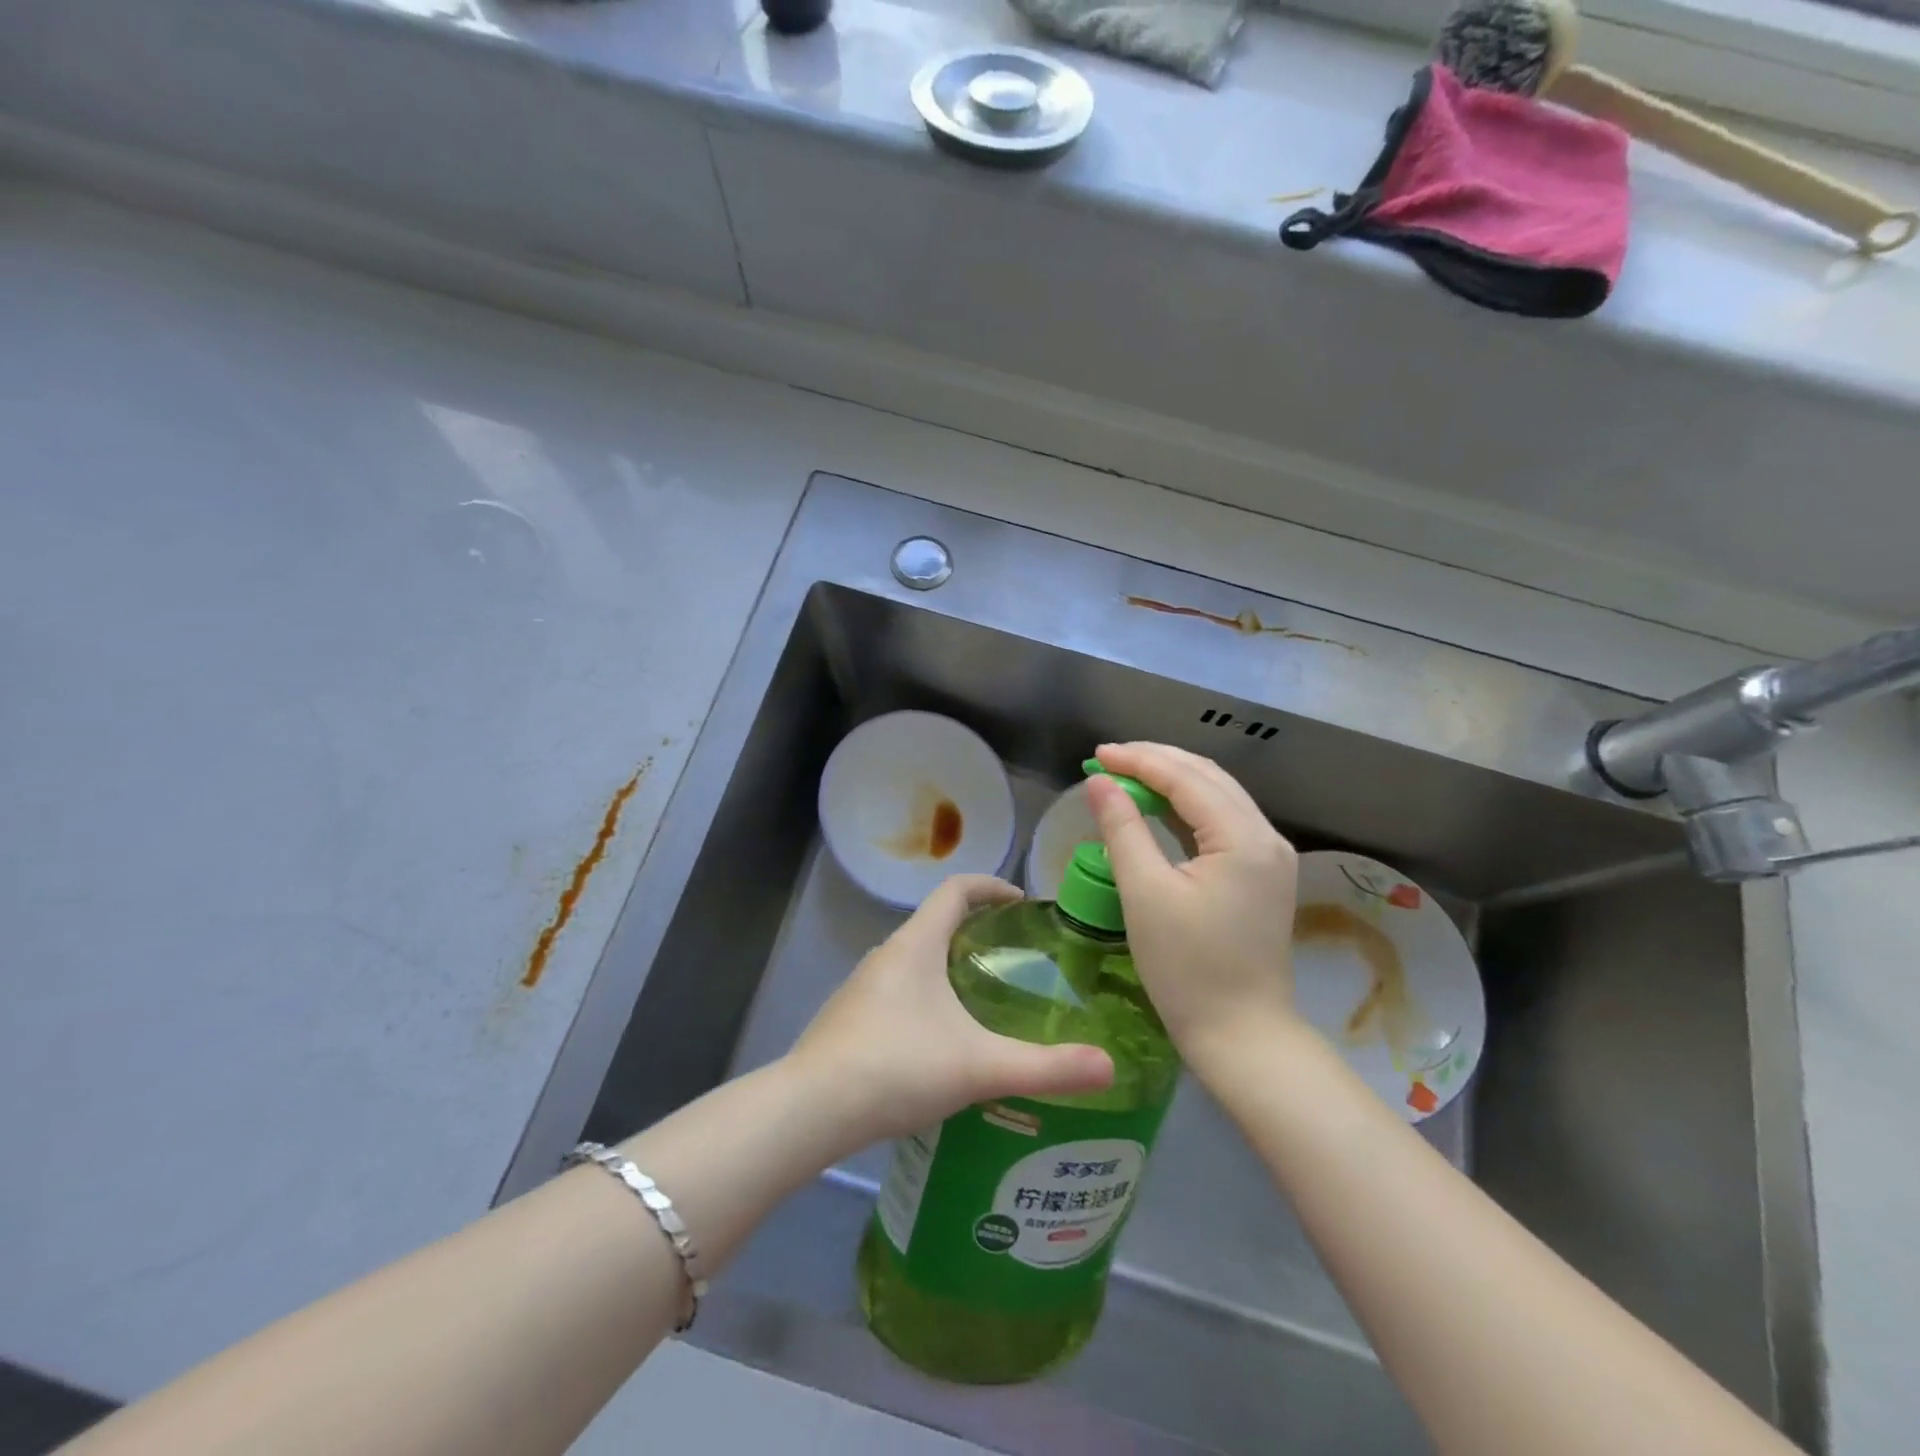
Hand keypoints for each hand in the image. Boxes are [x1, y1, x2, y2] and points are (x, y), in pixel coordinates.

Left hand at [787, 875, 1114, 1148]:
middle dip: (975, 930)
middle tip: (1014, 958)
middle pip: (935, 922)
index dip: (990, 886)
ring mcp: (862, 987)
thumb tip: (1109, 1066)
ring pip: (914, 960)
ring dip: (948, 966)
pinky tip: (940, 1042)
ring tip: (983, 1000)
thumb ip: (1045, 1067)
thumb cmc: (896, 1067)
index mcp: (916, 944)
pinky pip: (897, 990)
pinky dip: (925, 996)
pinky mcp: (849, 1019)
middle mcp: (886, 955)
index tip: (1021, 902)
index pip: (955, 889)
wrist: (809, 1110)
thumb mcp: (979, 1066)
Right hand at [1086, 743, 1302, 1072]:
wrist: (1241, 1035)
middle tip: (1108, 759)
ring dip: (1173, 781)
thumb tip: (1099, 782)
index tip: (1097, 754)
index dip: (1139, 760)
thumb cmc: (1187, 968)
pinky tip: (1158, 807)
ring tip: (1127, 774)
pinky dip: (1187, 808)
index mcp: (1243, 838)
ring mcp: (1270, 857)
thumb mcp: (1144, 893)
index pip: (1187, 778)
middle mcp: (1266, 837)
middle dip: (1157, 762)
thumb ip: (1122, 828)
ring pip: (1218, 797)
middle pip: (1208, 778)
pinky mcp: (1263, 875)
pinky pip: (1223, 823)